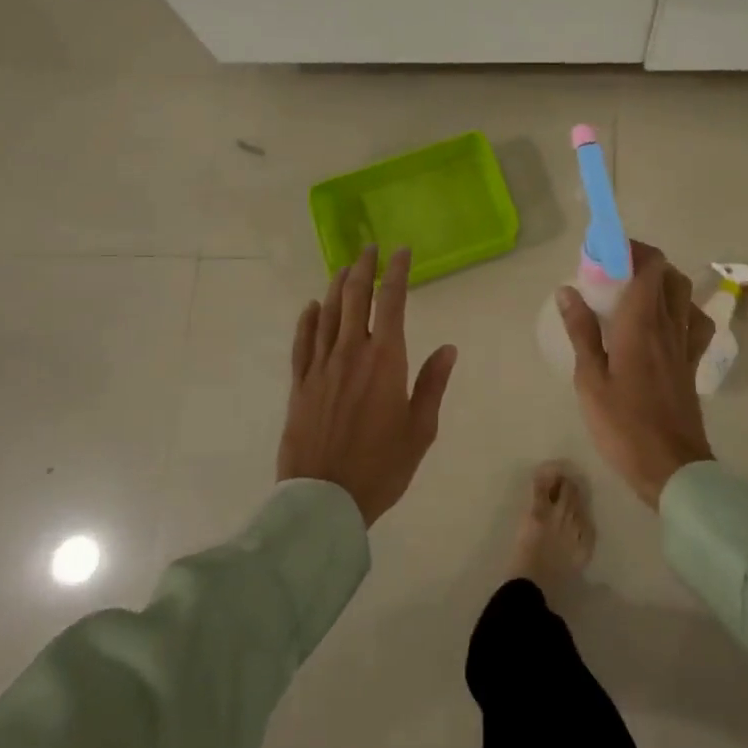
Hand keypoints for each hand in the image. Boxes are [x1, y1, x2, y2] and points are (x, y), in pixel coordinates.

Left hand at [279, 246, 457, 527]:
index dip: (397, 272)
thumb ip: (432, 384)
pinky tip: (312, 307)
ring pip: (328, 313)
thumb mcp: (420, 429)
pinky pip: (303, 342)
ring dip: (337, 286)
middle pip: (354, 297)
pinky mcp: (300, 384)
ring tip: (345, 268)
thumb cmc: (381, 466)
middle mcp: (350, 352)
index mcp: (385, 359)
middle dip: (363, 268)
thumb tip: (447, 348)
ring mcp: (320, 366)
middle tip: (369, 248)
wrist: (324, 499)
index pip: (391, 301)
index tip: (401, 251)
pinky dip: (308, 320)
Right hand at [557, 240, 714, 507]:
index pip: (649, 266)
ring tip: (636, 294)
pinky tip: (664, 324)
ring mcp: (686, 345)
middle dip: (644, 262)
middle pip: (669, 275)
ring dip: (663, 283)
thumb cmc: (623, 424)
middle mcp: (669, 325)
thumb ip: (582, 331)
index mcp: (642, 324)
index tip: (604, 253)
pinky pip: (694, 323)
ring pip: (684, 295)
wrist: (671, 467)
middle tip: (614, 273)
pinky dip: (681, 310)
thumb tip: (568, 290)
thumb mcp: (590, 379)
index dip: (631, 250)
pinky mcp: (692, 364)